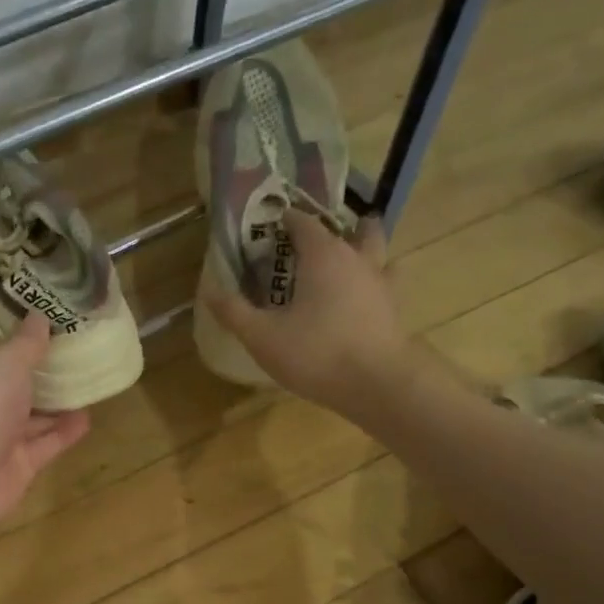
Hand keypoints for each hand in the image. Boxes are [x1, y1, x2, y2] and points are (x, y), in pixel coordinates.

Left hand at [0, 313, 89, 546]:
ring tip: (91, 386)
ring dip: (58, 406)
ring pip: (32, 419)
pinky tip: (88, 419)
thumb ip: (27, 342)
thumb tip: (40, 315)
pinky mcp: (17, 466)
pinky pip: (45, 445)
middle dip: (43, 377)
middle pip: (15, 387)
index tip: (50, 333)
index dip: (19, 344)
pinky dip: (64, 433)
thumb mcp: (7, 361)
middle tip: (80, 358)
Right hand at [204, 211, 421, 418]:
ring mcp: (381, 282)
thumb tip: (208, 290)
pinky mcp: (395, 308)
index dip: (285, 220)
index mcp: (323, 255)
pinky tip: (365, 298)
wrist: (376, 383)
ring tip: (346, 262)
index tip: (269, 226)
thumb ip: (234, 312)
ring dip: (364, 248)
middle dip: (333, 229)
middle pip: (351, 228)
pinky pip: (387, 283)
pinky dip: (376, 283)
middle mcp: (356, 258)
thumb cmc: (315, 353)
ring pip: (378, 251)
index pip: (302, 222)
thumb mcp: (262, 336)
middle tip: (313, 245)